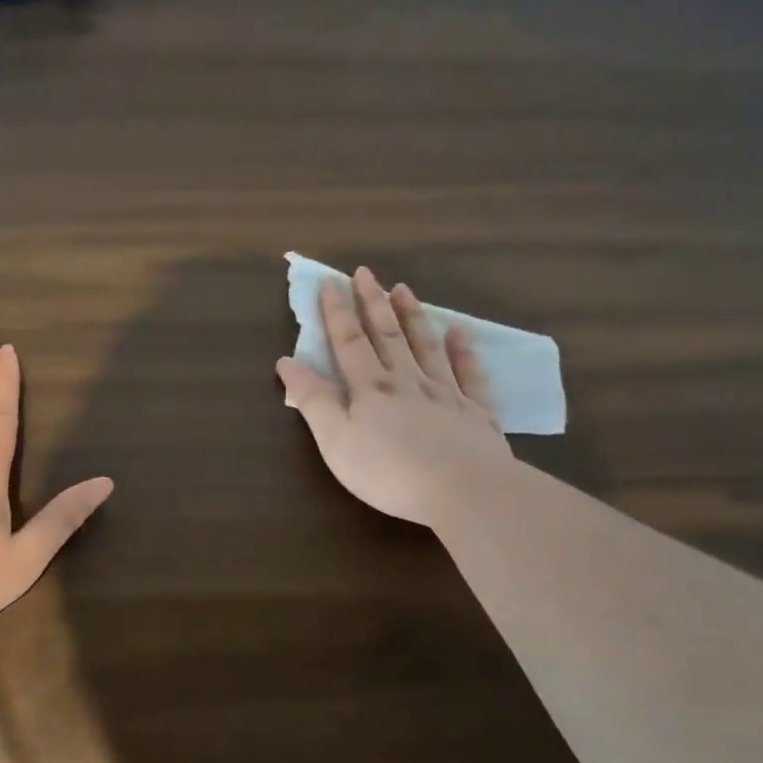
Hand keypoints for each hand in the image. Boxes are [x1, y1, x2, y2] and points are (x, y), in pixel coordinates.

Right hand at [276, 266, 509, 527]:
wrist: (463, 490)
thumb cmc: (388, 470)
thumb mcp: (335, 441)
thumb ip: (313, 401)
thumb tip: (287, 362)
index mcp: (370, 388)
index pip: (349, 342)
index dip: (337, 312)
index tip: (330, 282)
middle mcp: (407, 381)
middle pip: (387, 335)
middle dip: (372, 303)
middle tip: (365, 273)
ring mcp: (445, 393)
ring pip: (425, 346)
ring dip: (412, 316)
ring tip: (403, 289)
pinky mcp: (476, 413)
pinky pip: (469, 373)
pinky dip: (463, 350)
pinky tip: (459, 331)